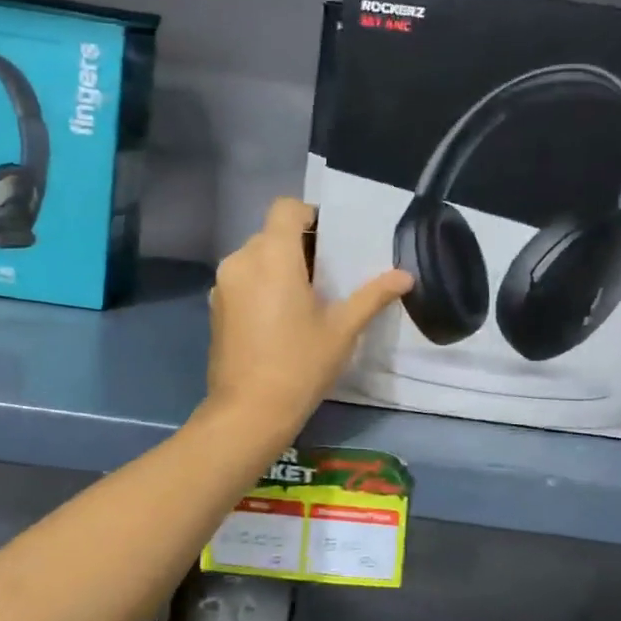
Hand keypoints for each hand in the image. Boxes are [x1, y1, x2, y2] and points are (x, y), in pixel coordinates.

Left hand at [204, 198, 411, 437]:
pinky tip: (280, 317)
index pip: (286, 208)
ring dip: (278, 266)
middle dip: (298, 245)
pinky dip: (261, 285)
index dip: (309, 215)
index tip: (330, 242)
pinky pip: (242, 280)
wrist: (248, 412)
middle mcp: (241, 260)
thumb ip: (372, 296)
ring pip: (255, 257)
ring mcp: (223, 284)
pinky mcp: (215, 307)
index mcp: (272, 256)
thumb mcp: (342, 329)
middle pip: (271, 233)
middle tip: (327, 274)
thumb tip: (405, 276)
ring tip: (305, 297)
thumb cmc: (300, 364)